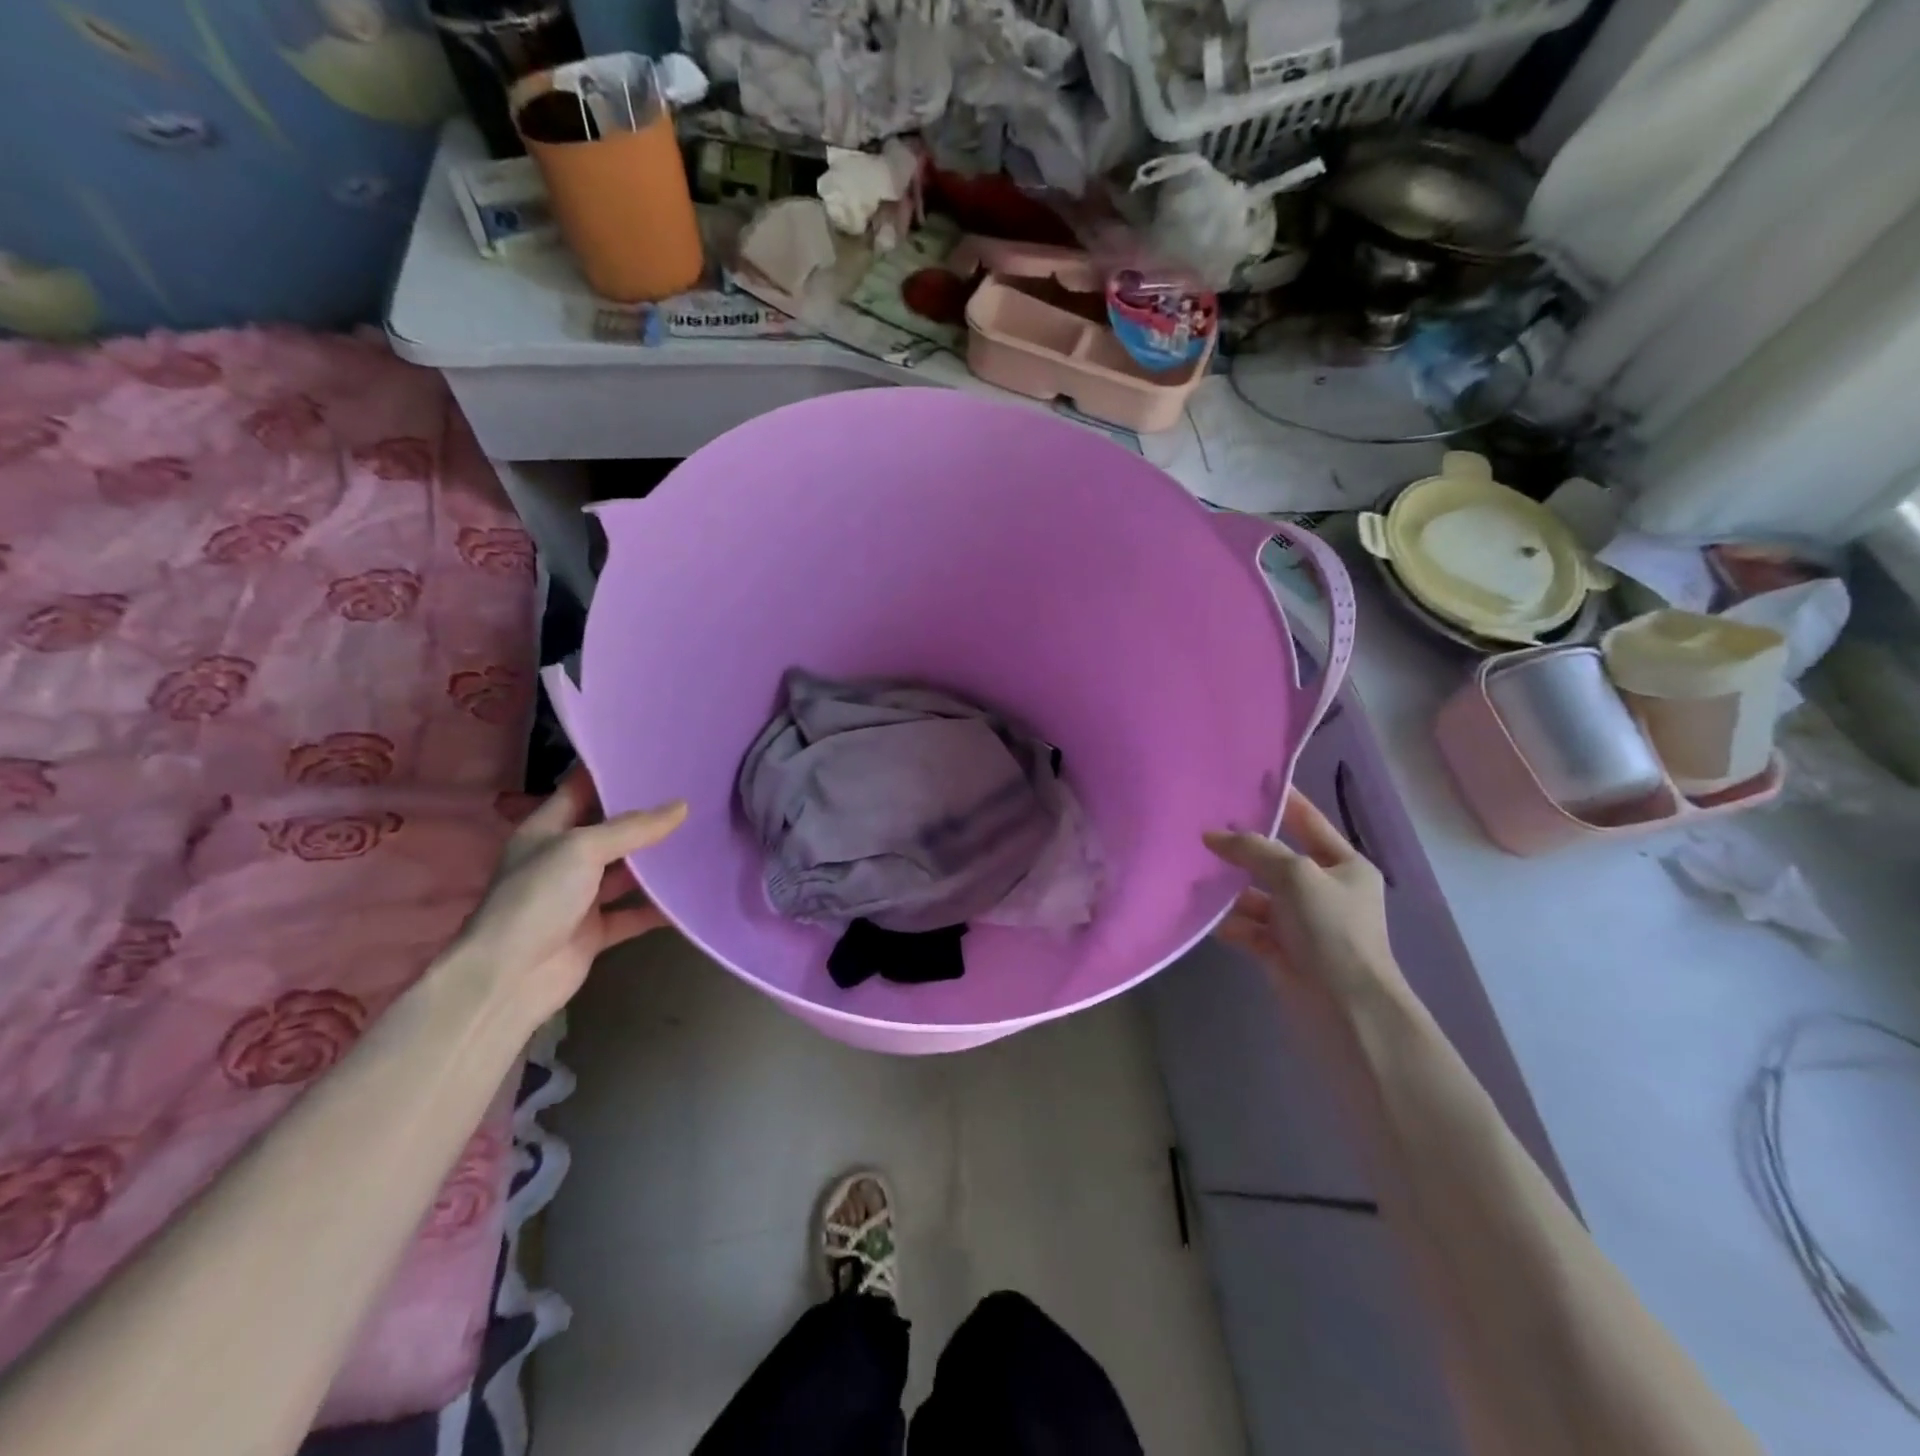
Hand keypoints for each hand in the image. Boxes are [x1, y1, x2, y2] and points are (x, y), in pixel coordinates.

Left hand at [452, 766, 686, 1023]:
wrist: (508, 979)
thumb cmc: (536, 898)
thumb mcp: (582, 849)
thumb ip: (633, 828)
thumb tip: (681, 806)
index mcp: (547, 829)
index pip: (581, 789)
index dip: (613, 772)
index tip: (656, 757)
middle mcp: (563, 859)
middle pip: (610, 829)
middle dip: (646, 815)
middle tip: (692, 794)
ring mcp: (579, 897)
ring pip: (626, 871)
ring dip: (657, 861)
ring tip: (701, 837)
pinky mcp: (595, 930)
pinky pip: (634, 912)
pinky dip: (659, 907)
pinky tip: (691, 894)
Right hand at [1204, 788, 1402, 1006]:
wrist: (1345, 1008)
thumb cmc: (1331, 929)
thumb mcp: (1296, 874)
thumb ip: (1253, 849)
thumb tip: (1211, 835)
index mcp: (1344, 865)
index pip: (1308, 821)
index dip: (1282, 800)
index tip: (1247, 780)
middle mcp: (1324, 890)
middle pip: (1276, 859)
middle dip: (1243, 848)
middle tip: (1202, 827)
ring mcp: (1302, 922)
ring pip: (1257, 895)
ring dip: (1231, 889)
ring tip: (1195, 874)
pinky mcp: (1281, 950)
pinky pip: (1248, 927)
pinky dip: (1230, 923)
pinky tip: (1207, 919)